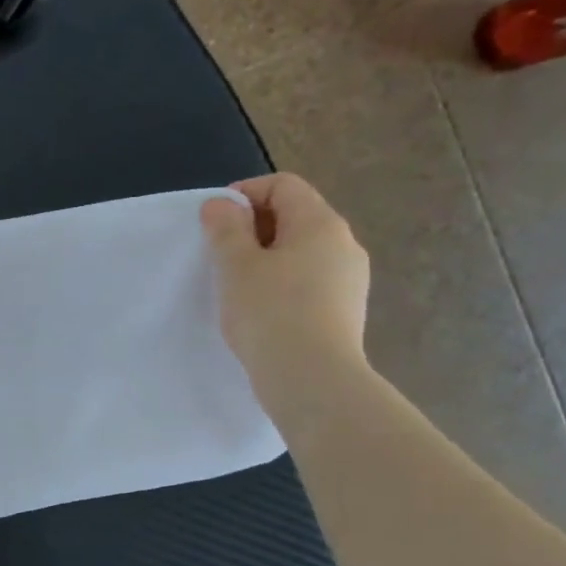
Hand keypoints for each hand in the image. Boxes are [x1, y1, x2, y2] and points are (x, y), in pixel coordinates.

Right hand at [199, 174, 370, 412]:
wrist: (312, 380)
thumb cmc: (270, 313)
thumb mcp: (236, 265)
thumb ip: (226, 228)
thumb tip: (222, 204)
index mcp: (320, 223)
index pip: (283, 185)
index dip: (244, 194)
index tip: (215, 223)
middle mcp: (344, 243)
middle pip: (294, 215)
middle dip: (253, 227)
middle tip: (220, 255)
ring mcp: (350, 278)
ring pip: (301, 250)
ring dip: (266, 257)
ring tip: (237, 285)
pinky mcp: (345, 309)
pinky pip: (309, 279)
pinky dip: (282, 282)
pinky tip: (261, 310)